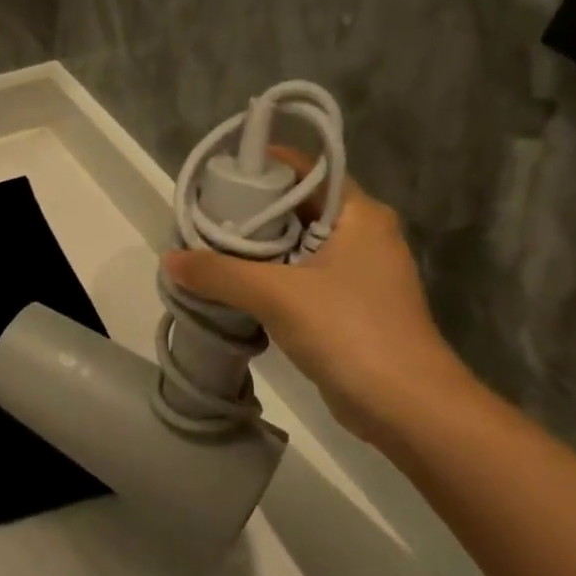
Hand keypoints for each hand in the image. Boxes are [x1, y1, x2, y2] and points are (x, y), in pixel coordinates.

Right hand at [162, 149, 473, 449]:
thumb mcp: (277, 295)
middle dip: (249, 214)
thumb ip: (220, 273)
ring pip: (297, 246)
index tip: (214, 180)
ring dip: (256, 250)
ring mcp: (359, 273)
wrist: (407, 407)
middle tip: (201, 222)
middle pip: (297, 208)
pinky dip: (269, 279)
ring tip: (208, 253)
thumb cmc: (349, 332)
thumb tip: (169, 259)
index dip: (259, 169)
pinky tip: (234, 289)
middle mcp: (363, 234)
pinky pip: (301, 278)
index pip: (305, 170)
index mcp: (359, 213)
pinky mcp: (350, 306)